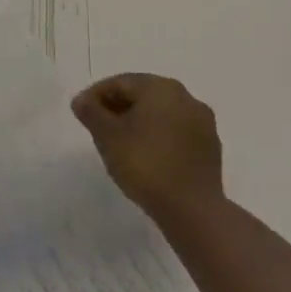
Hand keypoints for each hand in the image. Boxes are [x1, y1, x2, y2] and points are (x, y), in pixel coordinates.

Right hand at [71, 73, 225, 221]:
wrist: (191, 209)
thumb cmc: (144, 164)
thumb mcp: (107, 136)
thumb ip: (91, 112)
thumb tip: (81, 100)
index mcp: (160, 88)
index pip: (120, 83)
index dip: (95, 95)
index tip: (80, 113)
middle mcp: (185, 97)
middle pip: (142, 94)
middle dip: (117, 107)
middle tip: (97, 127)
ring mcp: (202, 122)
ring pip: (161, 113)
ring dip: (138, 122)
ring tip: (120, 142)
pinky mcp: (210, 146)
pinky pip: (176, 132)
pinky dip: (157, 136)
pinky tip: (146, 156)